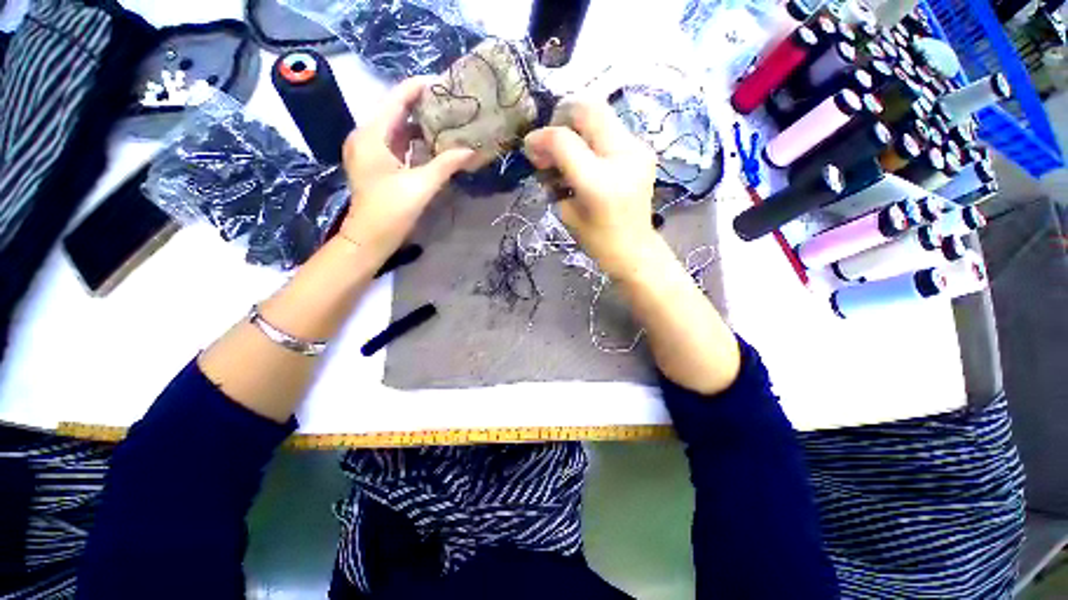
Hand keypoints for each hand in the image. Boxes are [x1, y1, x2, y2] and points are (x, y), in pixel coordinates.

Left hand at [339, 78, 474, 256]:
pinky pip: (397, 144)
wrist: (370, 238)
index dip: (418, 87)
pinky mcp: (377, 164)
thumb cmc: (391, 211)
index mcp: (372, 135)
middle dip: (423, 106)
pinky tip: (434, 143)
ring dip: (420, 125)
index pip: (396, 99)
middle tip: (450, 103)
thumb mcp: (421, 185)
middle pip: (396, 111)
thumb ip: (446, 165)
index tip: (443, 82)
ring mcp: (371, 151)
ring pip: (398, 129)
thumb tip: (471, 151)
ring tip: (447, 120)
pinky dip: (415, 142)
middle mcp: (367, 136)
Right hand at [522, 98, 658, 278]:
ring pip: (600, 112)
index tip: (530, 148)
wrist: (634, 250)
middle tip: (551, 143)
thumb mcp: (566, 212)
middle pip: (587, 108)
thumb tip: (538, 148)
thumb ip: (551, 176)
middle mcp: (623, 157)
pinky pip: (609, 128)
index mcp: (599, 182)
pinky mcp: (643, 150)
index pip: (564, 139)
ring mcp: (638, 149)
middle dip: (560, 118)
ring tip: (566, 154)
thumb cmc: (596, 241)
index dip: (541, 138)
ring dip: (576, 127)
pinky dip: (590, 137)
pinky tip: (585, 159)